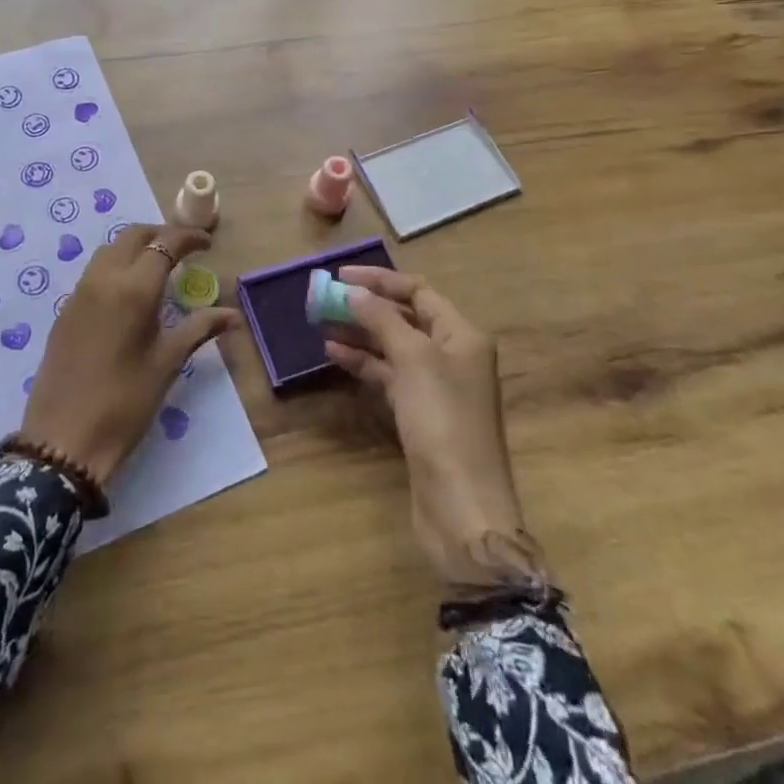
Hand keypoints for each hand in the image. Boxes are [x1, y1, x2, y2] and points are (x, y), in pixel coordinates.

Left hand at [19, 224, 236, 486]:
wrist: (63, 439)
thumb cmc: (125, 402)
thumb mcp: (167, 363)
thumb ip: (199, 329)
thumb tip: (232, 314)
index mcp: (134, 289)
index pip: (165, 244)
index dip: (188, 238)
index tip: (207, 244)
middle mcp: (104, 279)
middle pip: (132, 236)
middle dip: (160, 234)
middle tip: (183, 249)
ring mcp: (79, 293)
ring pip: (109, 250)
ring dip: (135, 247)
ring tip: (158, 267)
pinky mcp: (65, 310)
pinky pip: (94, 272)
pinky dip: (116, 266)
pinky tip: (129, 292)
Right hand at [323, 267, 545, 590]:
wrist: (462, 508)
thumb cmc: (443, 421)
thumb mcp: (413, 359)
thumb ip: (382, 319)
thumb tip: (352, 291)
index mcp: (462, 335)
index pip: (418, 292)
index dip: (380, 280)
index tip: (340, 276)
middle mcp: (452, 355)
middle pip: (405, 317)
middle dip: (366, 306)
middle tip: (324, 299)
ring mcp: (436, 386)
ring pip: (393, 346)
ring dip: (360, 332)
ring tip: (321, 323)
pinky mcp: (419, 414)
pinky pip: (388, 375)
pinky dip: (363, 362)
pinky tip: (334, 354)